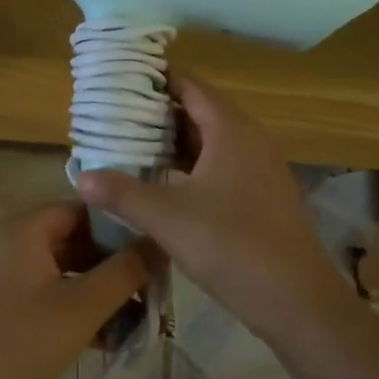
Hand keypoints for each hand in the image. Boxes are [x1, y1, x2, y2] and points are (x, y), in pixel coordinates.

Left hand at [0, 205, 158, 378]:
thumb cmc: (23, 346)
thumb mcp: (84, 307)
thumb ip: (126, 271)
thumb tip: (159, 242)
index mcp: (20, 228)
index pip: (81, 208)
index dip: (119, 227)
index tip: (151, 253)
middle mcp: (3, 239)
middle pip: (69, 238)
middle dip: (109, 265)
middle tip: (147, 291)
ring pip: (57, 269)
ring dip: (94, 290)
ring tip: (131, 321)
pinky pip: (39, 290)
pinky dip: (69, 305)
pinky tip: (100, 338)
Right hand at [76, 74, 334, 342]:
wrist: (297, 301)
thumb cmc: (232, 246)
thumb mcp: (167, 218)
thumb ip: (122, 193)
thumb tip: (81, 177)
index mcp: (231, 130)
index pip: (191, 86)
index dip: (158, 77)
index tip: (122, 77)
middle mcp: (250, 140)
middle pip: (201, 110)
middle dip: (160, 110)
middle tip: (117, 112)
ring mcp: (260, 168)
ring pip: (211, 140)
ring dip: (175, 140)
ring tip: (133, 143)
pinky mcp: (262, 195)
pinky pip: (222, 164)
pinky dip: (192, 164)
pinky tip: (166, 182)